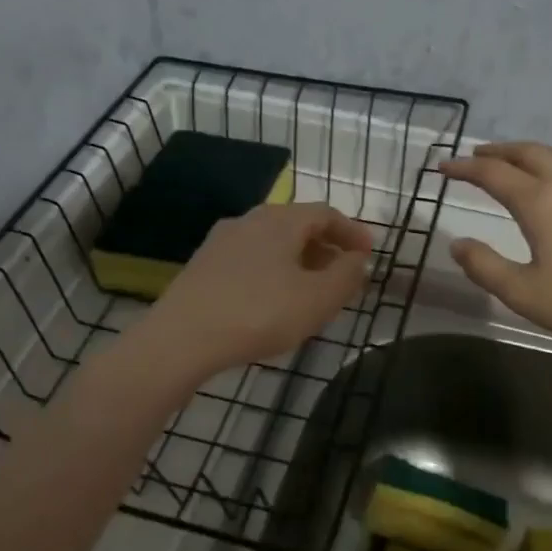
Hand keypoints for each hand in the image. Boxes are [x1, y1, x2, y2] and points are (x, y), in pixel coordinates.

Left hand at [142, 202, 373, 374]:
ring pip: (272, 243)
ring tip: (311, 290)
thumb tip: (358, 259)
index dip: (352, 231)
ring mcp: (221, 242)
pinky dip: (273, 271)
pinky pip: (250, 260)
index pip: (325, 213)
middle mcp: (249, 220)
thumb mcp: (317, 299)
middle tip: (343, 274)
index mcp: (280, 220)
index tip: (368, 254)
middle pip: (297, 225)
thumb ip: (346, 276)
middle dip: (325, 247)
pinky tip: (273, 300)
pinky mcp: (203, 266)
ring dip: (298, 261)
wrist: (183, 337)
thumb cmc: (260, 314)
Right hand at [439, 142, 551, 354]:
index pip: (494, 174)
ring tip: (516, 161)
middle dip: (497, 152)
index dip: (465, 168)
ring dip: (531, 151)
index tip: (443, 166)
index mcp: (541, 203)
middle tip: (475, 156)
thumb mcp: (524, 293)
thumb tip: (457, 244)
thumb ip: (485, 267)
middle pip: (528, 153)